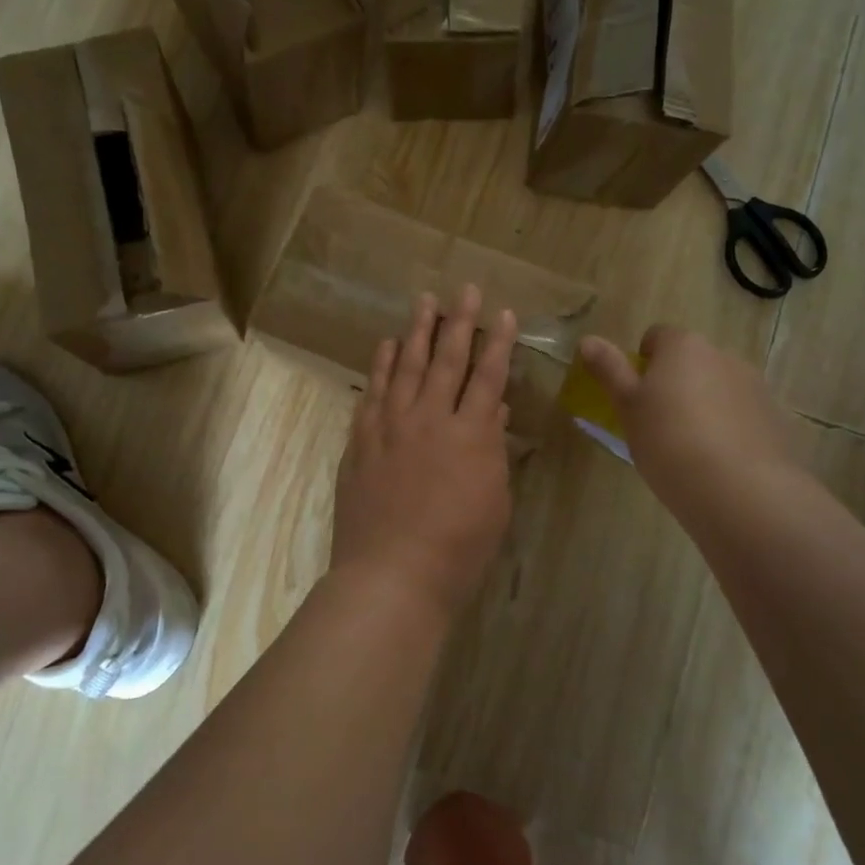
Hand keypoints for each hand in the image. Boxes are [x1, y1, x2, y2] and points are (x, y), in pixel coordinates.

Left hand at [330, 286, 516, 618]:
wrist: (391, 575)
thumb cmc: (458, 550)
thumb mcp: (494, 503)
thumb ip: (493, 452)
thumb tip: (493, 414)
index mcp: (471, 436)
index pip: (488, 377)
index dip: (498, 343)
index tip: (503, 313)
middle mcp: (430, 420)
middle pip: (447, 360)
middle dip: (459, 322)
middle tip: (464, 289)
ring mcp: (391, 427)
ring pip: (407, 367)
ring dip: (417, 331)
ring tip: (424, 301)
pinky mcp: (362, 440)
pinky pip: (373, 392)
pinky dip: (382, 366)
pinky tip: (387, 346)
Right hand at [578, 326, 806, 515]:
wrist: (740, 490)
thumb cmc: (669, 441)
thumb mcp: (627, 407)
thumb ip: (609, 370)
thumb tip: (587, 340)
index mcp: (683, 347)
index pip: (658, 336)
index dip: (643, 362)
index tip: (636, 396)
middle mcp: (723, 356)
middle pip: (691, 361)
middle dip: (676, 383)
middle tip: (657, 423)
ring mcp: (755, 386)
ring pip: (718, 387)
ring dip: (704, 404)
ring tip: (690, 448)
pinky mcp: (775, 418)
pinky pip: (742, 414)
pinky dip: (729, 428)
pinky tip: (719, 462)